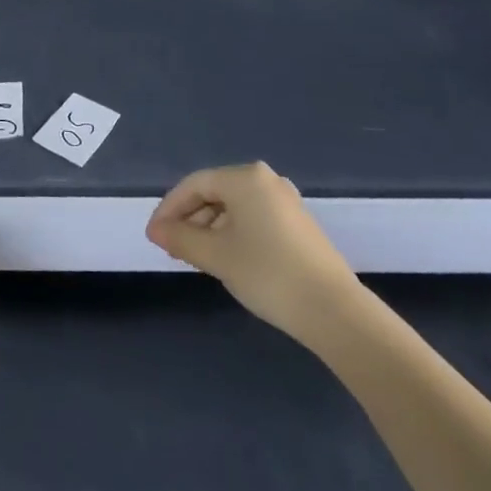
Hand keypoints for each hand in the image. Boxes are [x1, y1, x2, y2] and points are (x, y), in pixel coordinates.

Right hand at [146, 162, 363, 349]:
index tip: (154, 235)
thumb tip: (155, 229)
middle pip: (215, 193)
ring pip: (234, 208)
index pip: (194, 185)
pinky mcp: (298, 225)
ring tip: (196, 257)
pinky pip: (254, 219)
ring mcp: (286, 202)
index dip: (169, 209)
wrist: (335, 312)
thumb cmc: (268, 273)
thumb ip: (180, 238)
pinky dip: (233, 234)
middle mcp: (266, 180)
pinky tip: (227, 259)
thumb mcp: (216, 255)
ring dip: (210, 229)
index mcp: (245, 177)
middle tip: (172, 248)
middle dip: (190, 219)